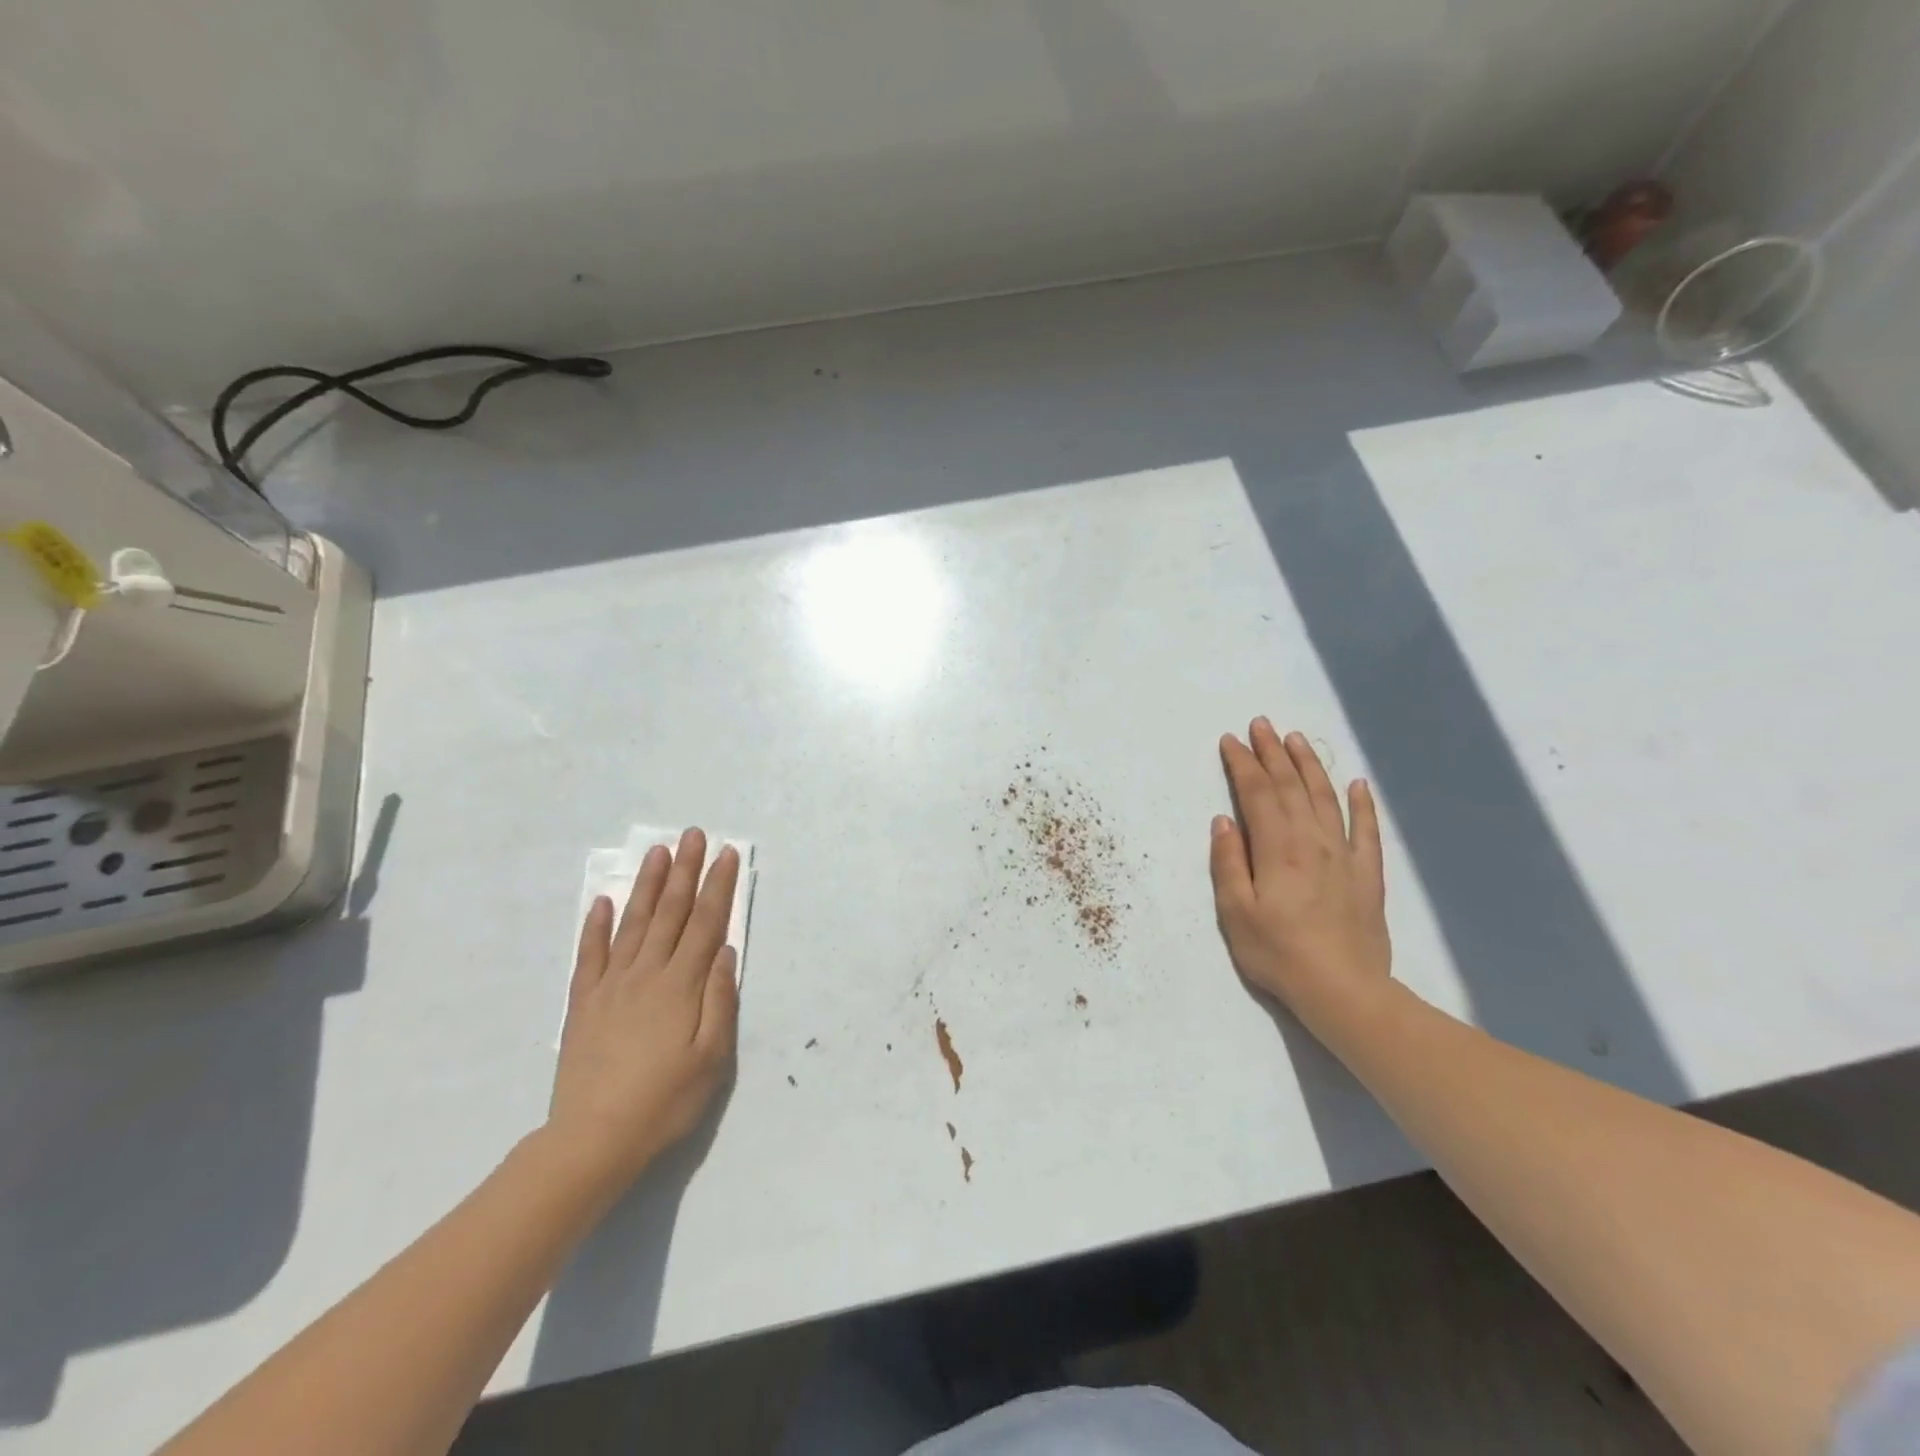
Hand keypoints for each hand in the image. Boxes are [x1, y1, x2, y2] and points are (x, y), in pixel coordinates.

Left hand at [547, 828, 740, 1192]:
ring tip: (658, 852)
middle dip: (685, 871)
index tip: (726, 854)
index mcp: (681, 986)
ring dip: (648, 885)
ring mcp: (611, 986)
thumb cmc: (663, 1102)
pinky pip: (590, 954)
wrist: (592, 1140)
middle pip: (670, 913)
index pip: (705, 924)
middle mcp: (646, 974)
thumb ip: (720, 1001)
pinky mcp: (583, 1003)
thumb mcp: (711, 1059)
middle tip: (693, 835)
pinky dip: (596, 926)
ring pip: (634, 923)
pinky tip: (604, 901)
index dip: (718, 887)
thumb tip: (725, 953)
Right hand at [1210, 719, 1391, 1032]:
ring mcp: (1344, 855)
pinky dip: (1361, 803)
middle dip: (1272, 753)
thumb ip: (1228, 863)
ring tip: (1296, 740)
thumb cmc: (1279, 953)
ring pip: (1325, 798)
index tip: (1231, 740)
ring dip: (1309, 766)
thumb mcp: (1236, 912)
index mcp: (1277, 848)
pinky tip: (1357, 783)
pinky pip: (1366, 829)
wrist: (1345, 991)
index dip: (1243, 764)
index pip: (1257, 794)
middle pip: (1290, 787)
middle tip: (1261, 724)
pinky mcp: (1367, 874)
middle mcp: (1312, 841)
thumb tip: (1224, 821)